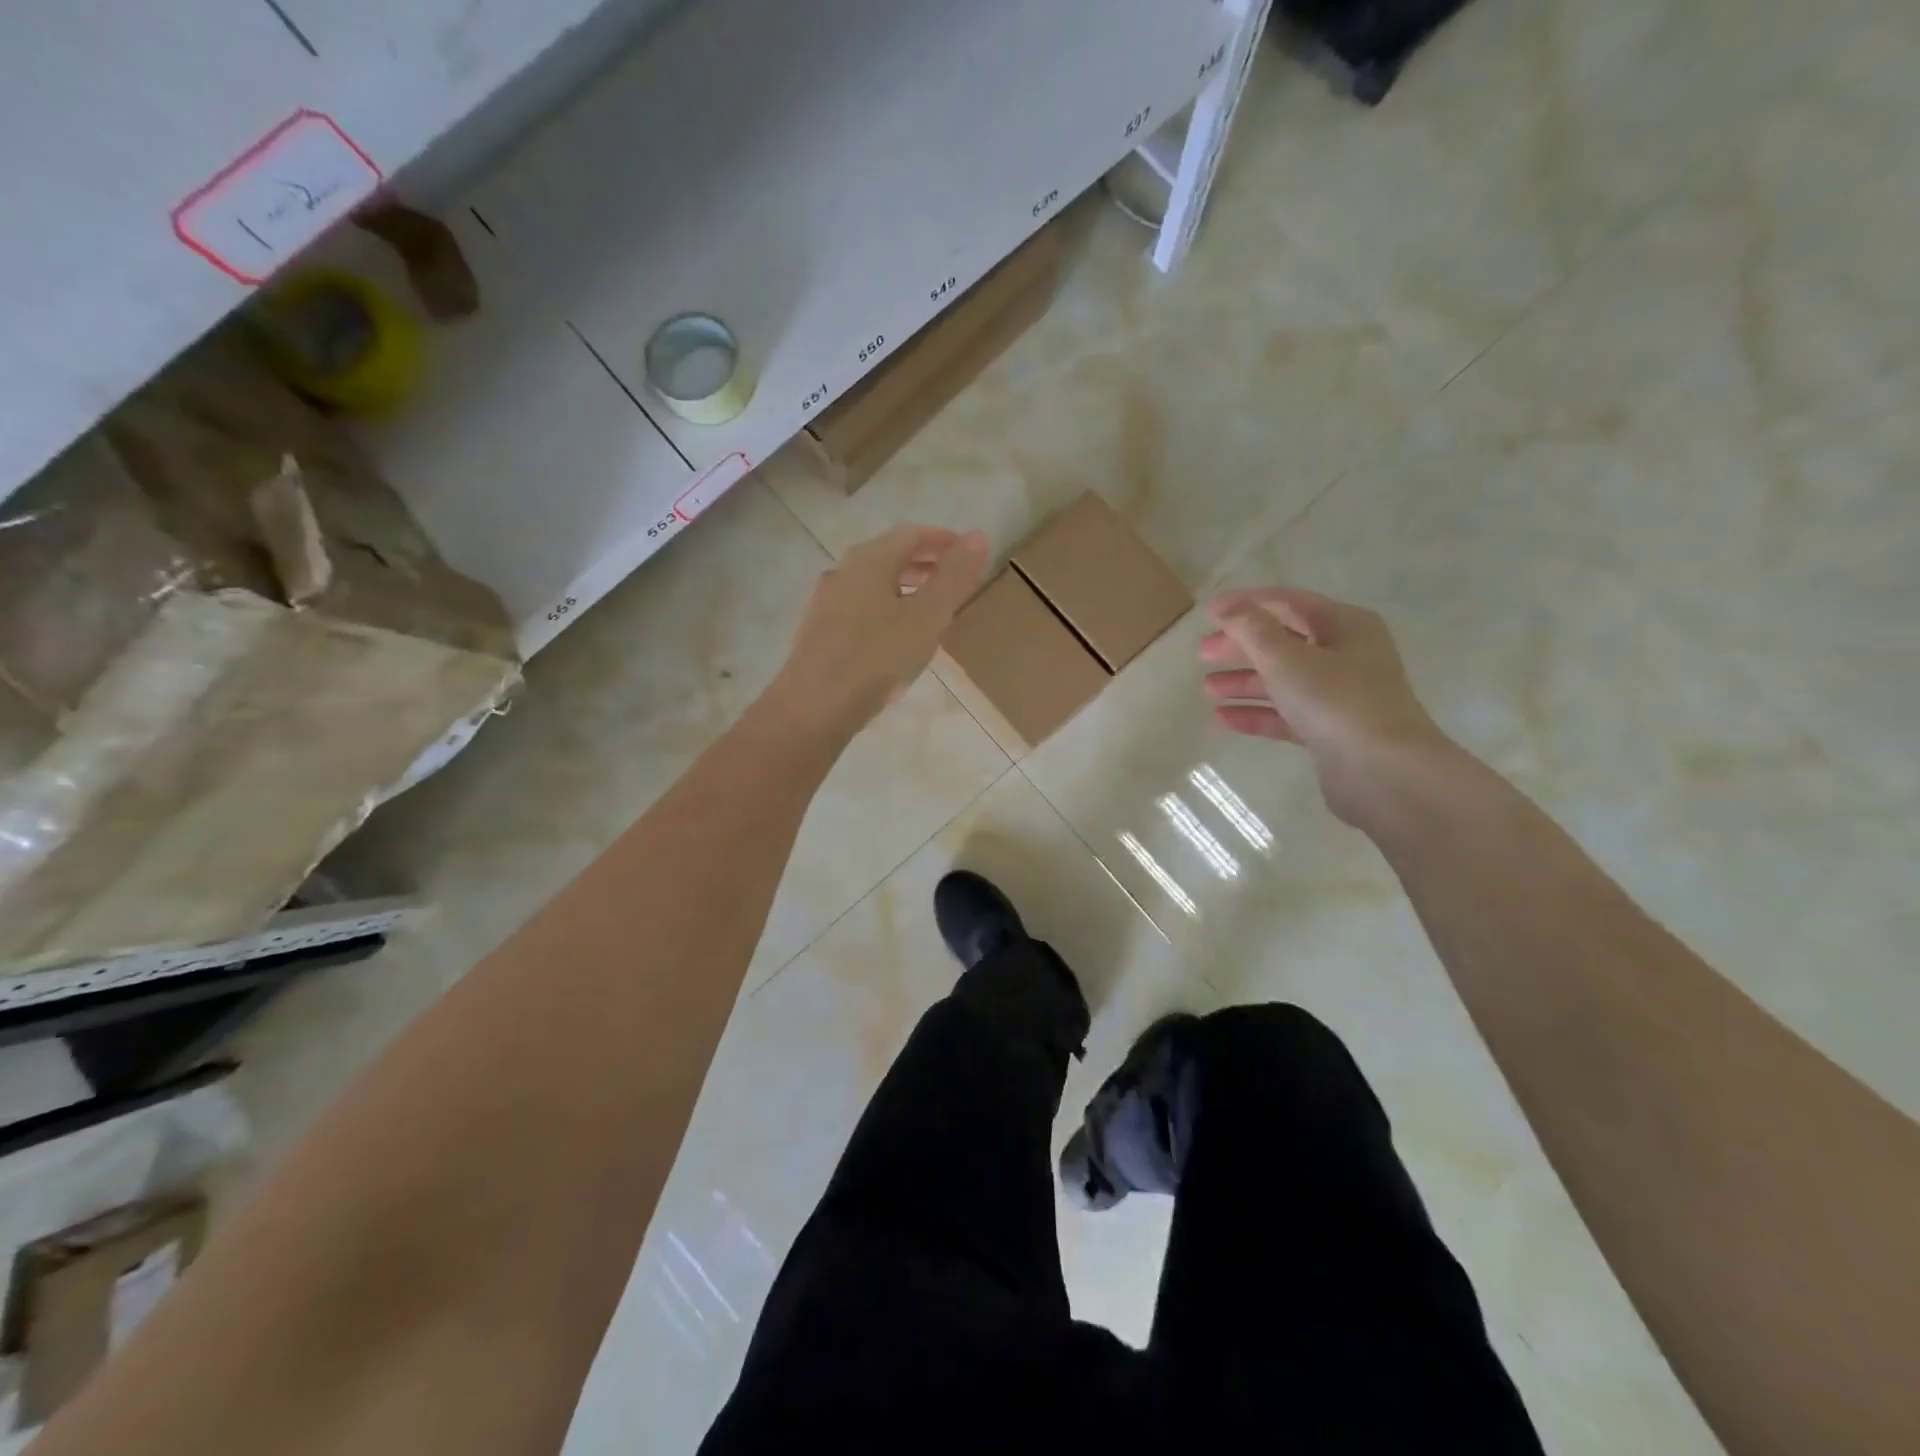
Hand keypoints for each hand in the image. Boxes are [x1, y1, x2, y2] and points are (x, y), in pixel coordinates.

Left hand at [765, 524, 989, 739]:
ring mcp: (826, 602)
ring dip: (904, 589)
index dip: (944, 541)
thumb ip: (954, 577)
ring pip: (873, 584)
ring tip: (930, 613)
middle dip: (924, 564)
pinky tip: (895, 641)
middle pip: (889, 556)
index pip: (912, 534)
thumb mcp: (927, 617)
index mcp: (870, 560)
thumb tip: (978, 535)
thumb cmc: (876, 658)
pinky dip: (885, 610)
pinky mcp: (819, 633)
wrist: (813, 707)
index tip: (969, 556)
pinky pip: (860, 609)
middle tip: (953, 583)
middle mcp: (844, 572)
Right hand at [1199, 587, 1450, 823]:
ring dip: (1244, 681)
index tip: (1208, 613)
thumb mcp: (1287, 658)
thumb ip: (1252, 629)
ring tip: (1206, 689)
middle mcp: (1347, 655)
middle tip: (1202, 653)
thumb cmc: (1336, 701)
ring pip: (1283, 680)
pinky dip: (1256, 713)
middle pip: (1284, 641)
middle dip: (1241, 646)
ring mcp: (1340, 696)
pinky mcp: (1330, 731)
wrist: (1383, 772)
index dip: (1246, 604)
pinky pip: (1286, 714)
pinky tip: (1223, 718)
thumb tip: (1226, 607)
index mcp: (1346, 626)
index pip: (1289, 603)